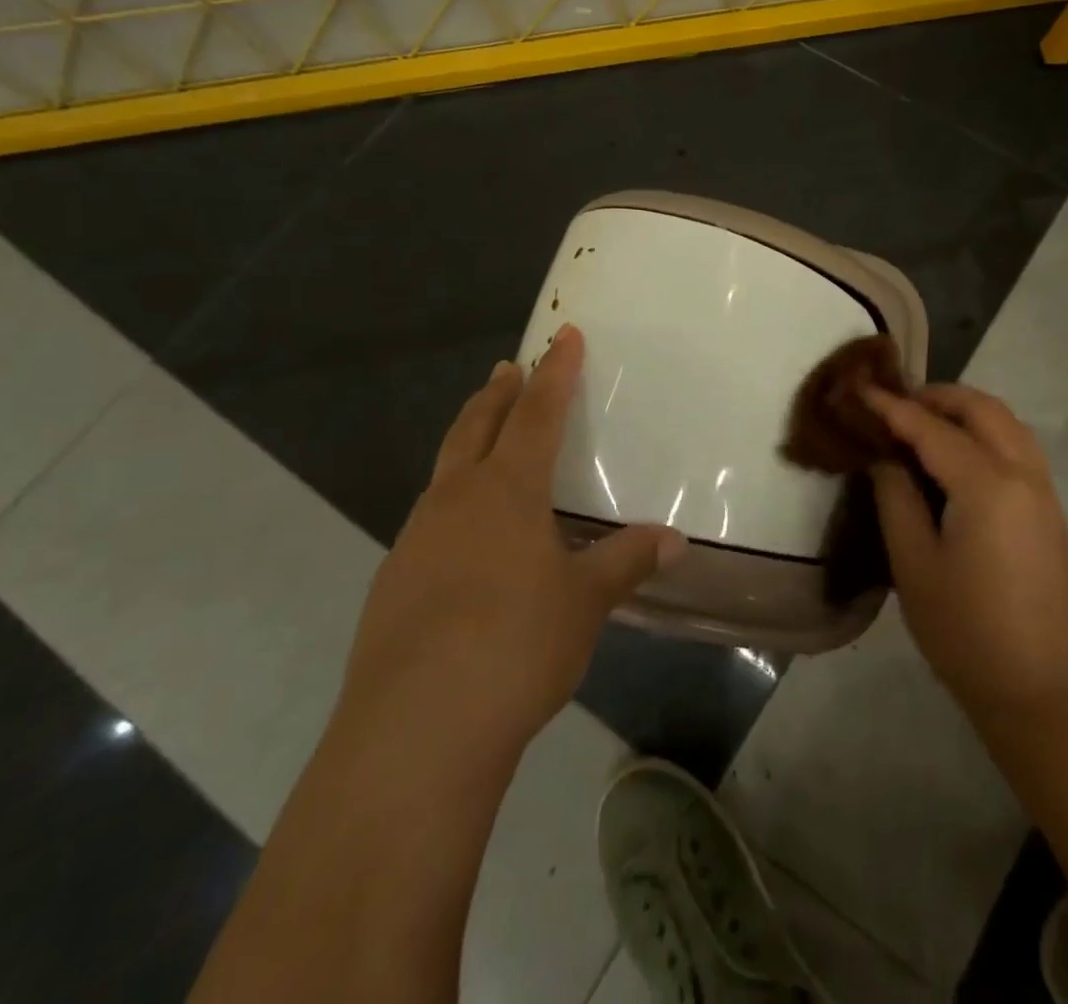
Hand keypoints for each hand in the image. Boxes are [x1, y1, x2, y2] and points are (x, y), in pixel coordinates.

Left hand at [338, 324, 686, 757]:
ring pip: (446, 470)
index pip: (537, 413)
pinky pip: (430, 518)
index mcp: (506, 490)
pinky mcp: (393, 581)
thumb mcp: (585, 601)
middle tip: (509, 368)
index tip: (564, 336)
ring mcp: (416, 539)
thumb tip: (674, 539)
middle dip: (497, 393)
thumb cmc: (516, 645)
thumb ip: (627, 561)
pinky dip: (452, 499)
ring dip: (469, 441)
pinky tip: (465, 534)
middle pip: (476, 427)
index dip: (555, 373)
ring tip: (487, 439)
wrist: (415, 730)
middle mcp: (455, 500)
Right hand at [865, 384, 1067, 724]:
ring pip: (1007, 423)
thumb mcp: (913, 563)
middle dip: (937, 396)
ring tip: (924, 422)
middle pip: (982, 409)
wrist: (1035, 687)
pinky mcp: (1050, 510)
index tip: (862, 388)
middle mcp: (1023, 474)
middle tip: (896, 404)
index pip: (932, 429)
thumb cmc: (963, 629)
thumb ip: (896, 497)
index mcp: (987, 485)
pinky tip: (958, 454)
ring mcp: (1044, 491)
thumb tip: (885, 457)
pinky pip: (1019, 446)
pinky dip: (987, 432)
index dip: (893, 407)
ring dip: (966, 411)